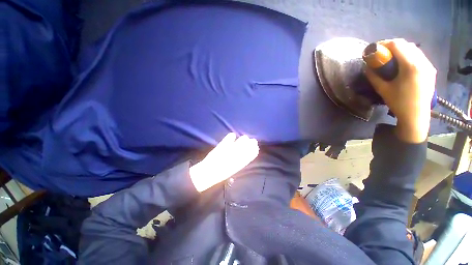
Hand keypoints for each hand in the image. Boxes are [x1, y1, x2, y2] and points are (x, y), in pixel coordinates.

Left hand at [189, 133, 258, 191]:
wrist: (208, 173)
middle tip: (252, 140)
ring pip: (240, 143)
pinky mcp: (221, 147)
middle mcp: (236, 157)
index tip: (256, 147)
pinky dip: (231, 136)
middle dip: (250, 143)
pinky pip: (228, 140)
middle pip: (246, 148)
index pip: (250, 156)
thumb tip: (246, 155)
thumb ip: (240, 162)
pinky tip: (233, 135)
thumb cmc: (221, 173)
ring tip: (245, 138)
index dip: (253, 151)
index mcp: (239, 164)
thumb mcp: (233, 170)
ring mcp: (229, 151)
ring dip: (243, 140)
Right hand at [365, 39, 436, 142]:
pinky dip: (409, 55)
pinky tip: (402, 62)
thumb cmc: (398, 103)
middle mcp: (422, 62)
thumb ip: (374, 77)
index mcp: (411, 66)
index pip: (398, 45)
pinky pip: (419, 56)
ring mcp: (428, 65)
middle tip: (382, 53)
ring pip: (414, 49)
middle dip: (392, 45)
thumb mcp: (382, 89)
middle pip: (406, 44)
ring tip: (391, 57)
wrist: (416, 115)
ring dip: (401, 49)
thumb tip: (366, 68)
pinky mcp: (430, 70)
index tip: (375, 48)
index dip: (385, 44)